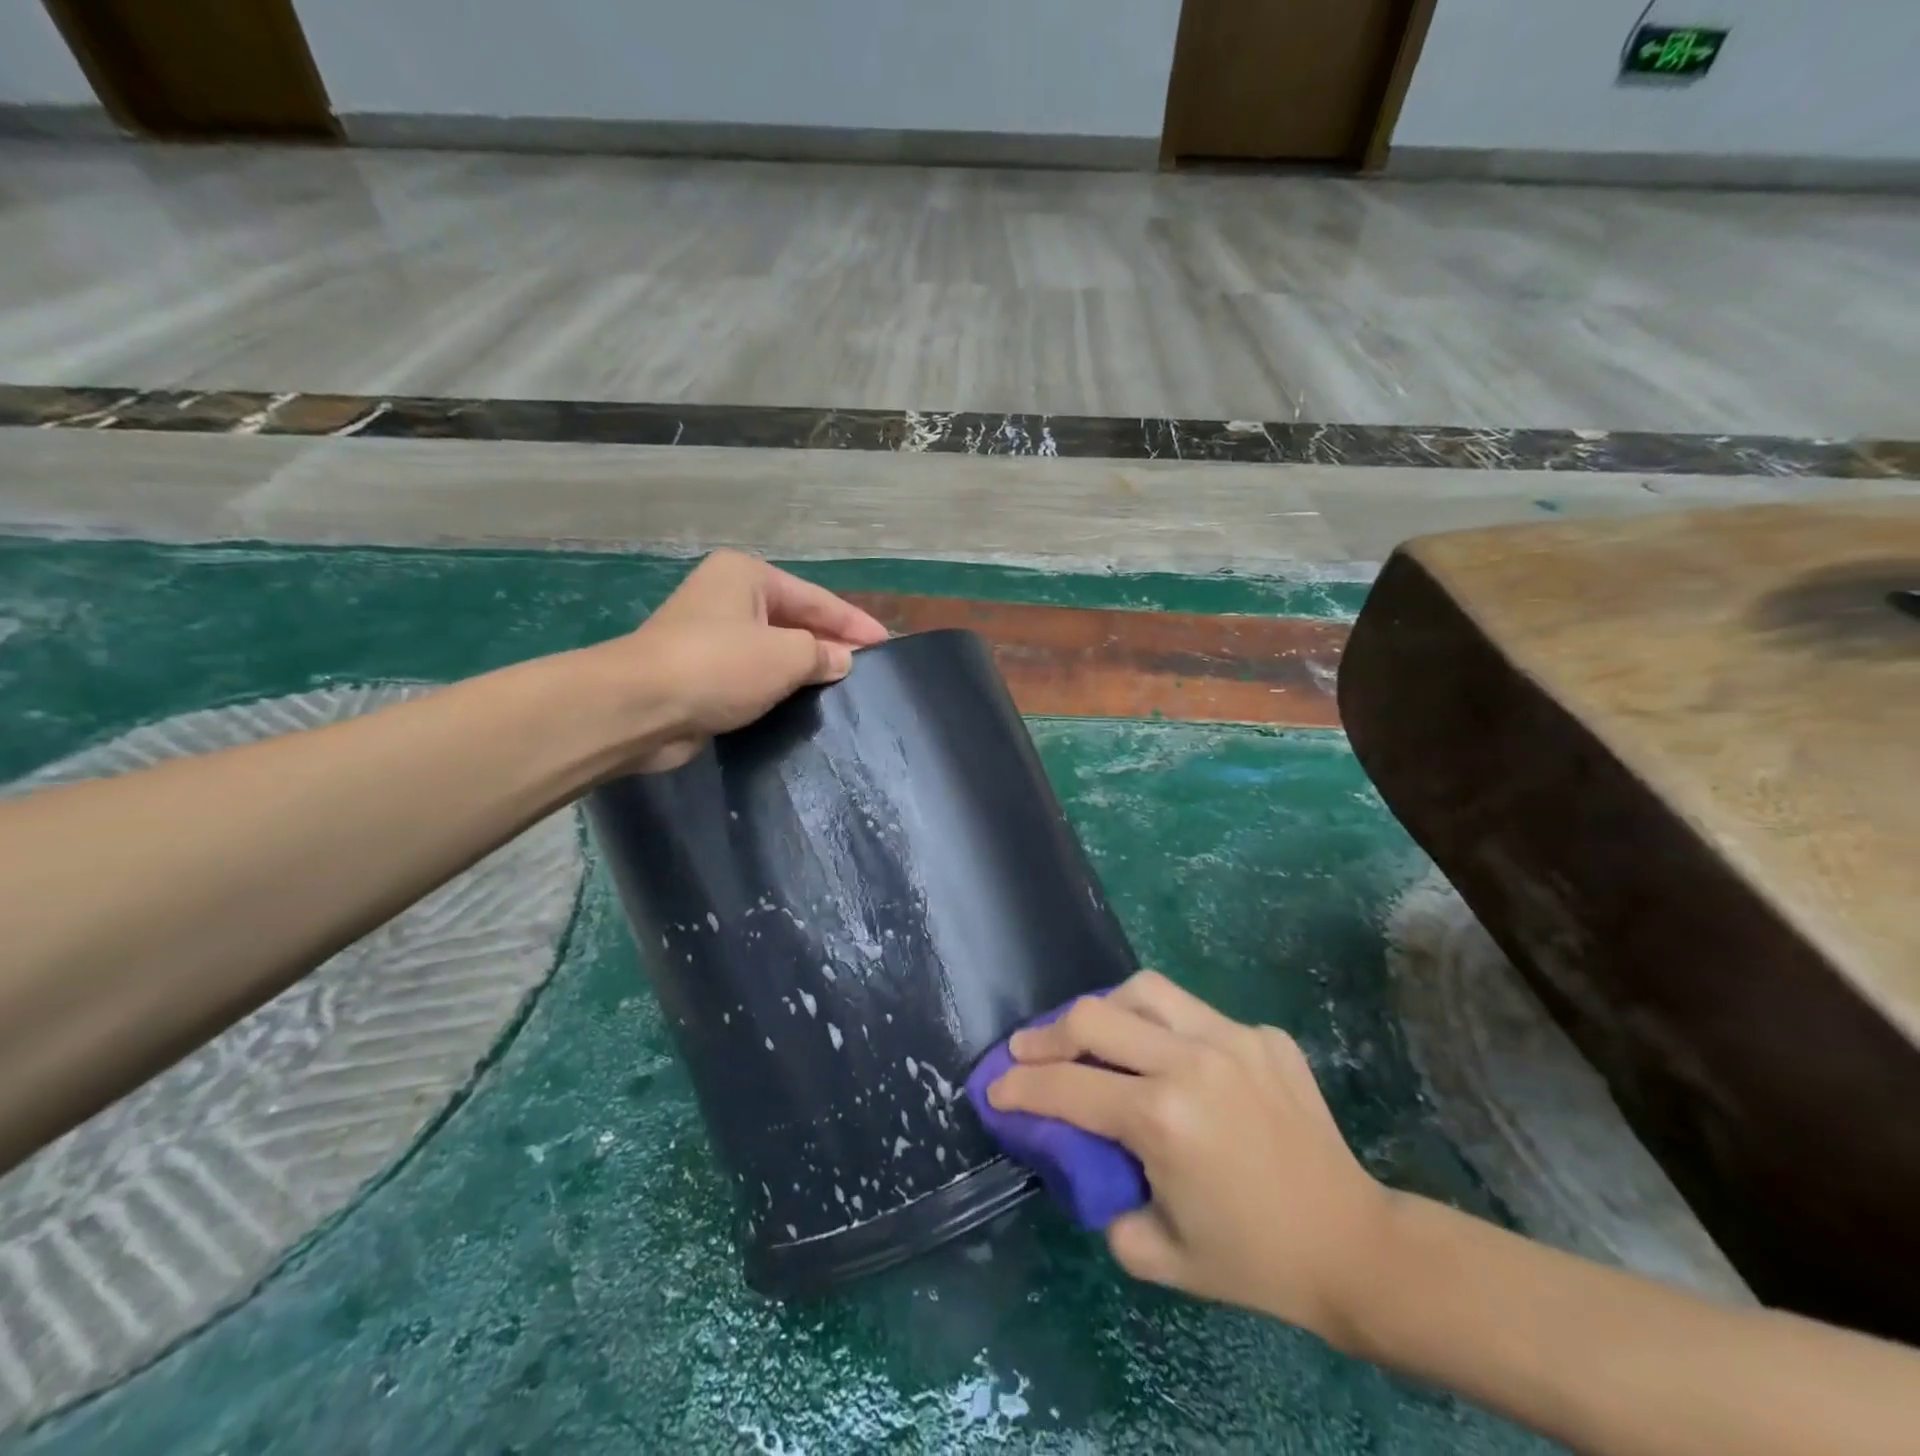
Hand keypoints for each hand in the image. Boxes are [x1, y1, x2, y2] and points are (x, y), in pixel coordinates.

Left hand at [585, 551, 887, 773]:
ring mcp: (710, 635)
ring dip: (804, 669)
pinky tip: (803, 704)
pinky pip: (753, 676)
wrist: (641, 707)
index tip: (887, 644)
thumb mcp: (786, 655)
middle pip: (794, 620)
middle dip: (830, 644)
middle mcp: (727, 597)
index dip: (854, 622)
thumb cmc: (720, 665)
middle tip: (868, 670)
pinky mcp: (701, 673)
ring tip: (843, 689)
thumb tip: (841, 661)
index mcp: (747, 576)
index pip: (816, 598)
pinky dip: (778, 687)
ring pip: (773, 650)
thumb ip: (822, 654)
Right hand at [987, 971, 1394, 1347]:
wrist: (1353, 1245)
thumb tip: (1080, 1156)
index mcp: (1163, 1118)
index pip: (1068, 1087)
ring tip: (1092, 1033)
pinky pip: (1193, 1013)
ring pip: (1143, 990)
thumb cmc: (1252, 1260)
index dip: (1020, 1087)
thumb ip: (1100, 1199)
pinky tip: (1167, 1058)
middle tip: (1027, 1050)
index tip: (996, 1088)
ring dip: (1104, 1009)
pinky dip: (1164, 1027)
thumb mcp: (1155, 1252)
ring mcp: (1232, 1038)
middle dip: (1046, 1034)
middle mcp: (1192, 1062)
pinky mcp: (1262, 1034)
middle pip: (1095, 1015)